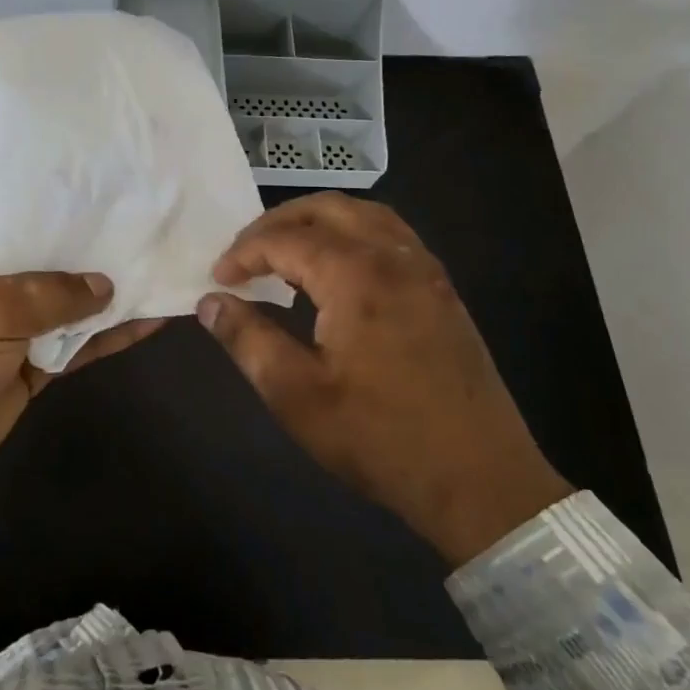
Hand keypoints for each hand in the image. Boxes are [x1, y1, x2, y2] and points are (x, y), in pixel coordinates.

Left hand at [0, 209, 163, 512]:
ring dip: (110, 293)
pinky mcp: (32, 364)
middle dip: (96, 246)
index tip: (115, 186)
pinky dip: (108, 336)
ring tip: (163, 267)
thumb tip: (105, 285)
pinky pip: (76, 343)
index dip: (63, 201)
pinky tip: (151, 321)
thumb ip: (52, 293)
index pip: (20, 210)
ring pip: (70, 301)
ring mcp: (14, 323)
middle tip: (152, 223)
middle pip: (52, 255)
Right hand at [200, 193, 570, 564]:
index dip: (244, 253)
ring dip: (318, 221)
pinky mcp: (442, 292)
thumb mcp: (295, 394)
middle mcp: (394, 258)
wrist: (480, 481)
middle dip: (278, 222)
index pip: (286, 240)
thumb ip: (247, 339)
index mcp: (357, 276)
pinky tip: (338, 268)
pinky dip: (353, 234)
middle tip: (245, 253)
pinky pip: (391, 236)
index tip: (218, 279)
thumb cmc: (379, 437)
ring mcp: (426, 272)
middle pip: (328, 209)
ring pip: (365, 215)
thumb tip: (209, 302)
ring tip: (286, 251)